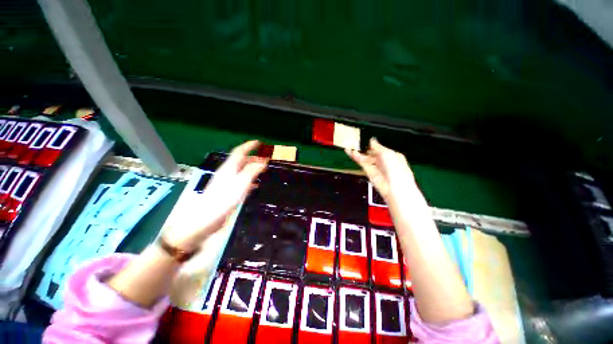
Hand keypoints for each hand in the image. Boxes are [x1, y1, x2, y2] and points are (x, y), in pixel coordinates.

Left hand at [163, 140, 267, 250]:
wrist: (205, 220)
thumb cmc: (223, 200)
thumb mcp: (240, 184)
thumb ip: (252, 171)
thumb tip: (262, 161)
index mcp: (229, 168)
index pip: (239, 152)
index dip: (249, 146)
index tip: (259, 142)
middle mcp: (227, 173)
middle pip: (241, 161)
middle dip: (253, 158)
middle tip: (266, 159)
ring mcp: (227, 183)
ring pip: (242, 171)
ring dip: (252, 168)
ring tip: (263, 170)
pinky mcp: (228, 193)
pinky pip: (241, 182)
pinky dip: (250, 180)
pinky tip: (256, 185)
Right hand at [345, 138, 417, 202]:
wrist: (395, 188)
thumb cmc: (396, 169)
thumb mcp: (387, 153)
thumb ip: (377, 147)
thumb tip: (372, 140)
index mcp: (392, 155)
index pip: (380, 148)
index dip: (372, 145)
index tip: (364, 139)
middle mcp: (383, 161)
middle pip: (371, 153)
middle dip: (363, 149)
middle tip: (354, 143)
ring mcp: (376, 167)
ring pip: (365, 158)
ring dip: (358, 153)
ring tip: (349, 147)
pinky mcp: (369, 173)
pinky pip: (362, 163)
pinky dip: (356, 158)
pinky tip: (351, 153)